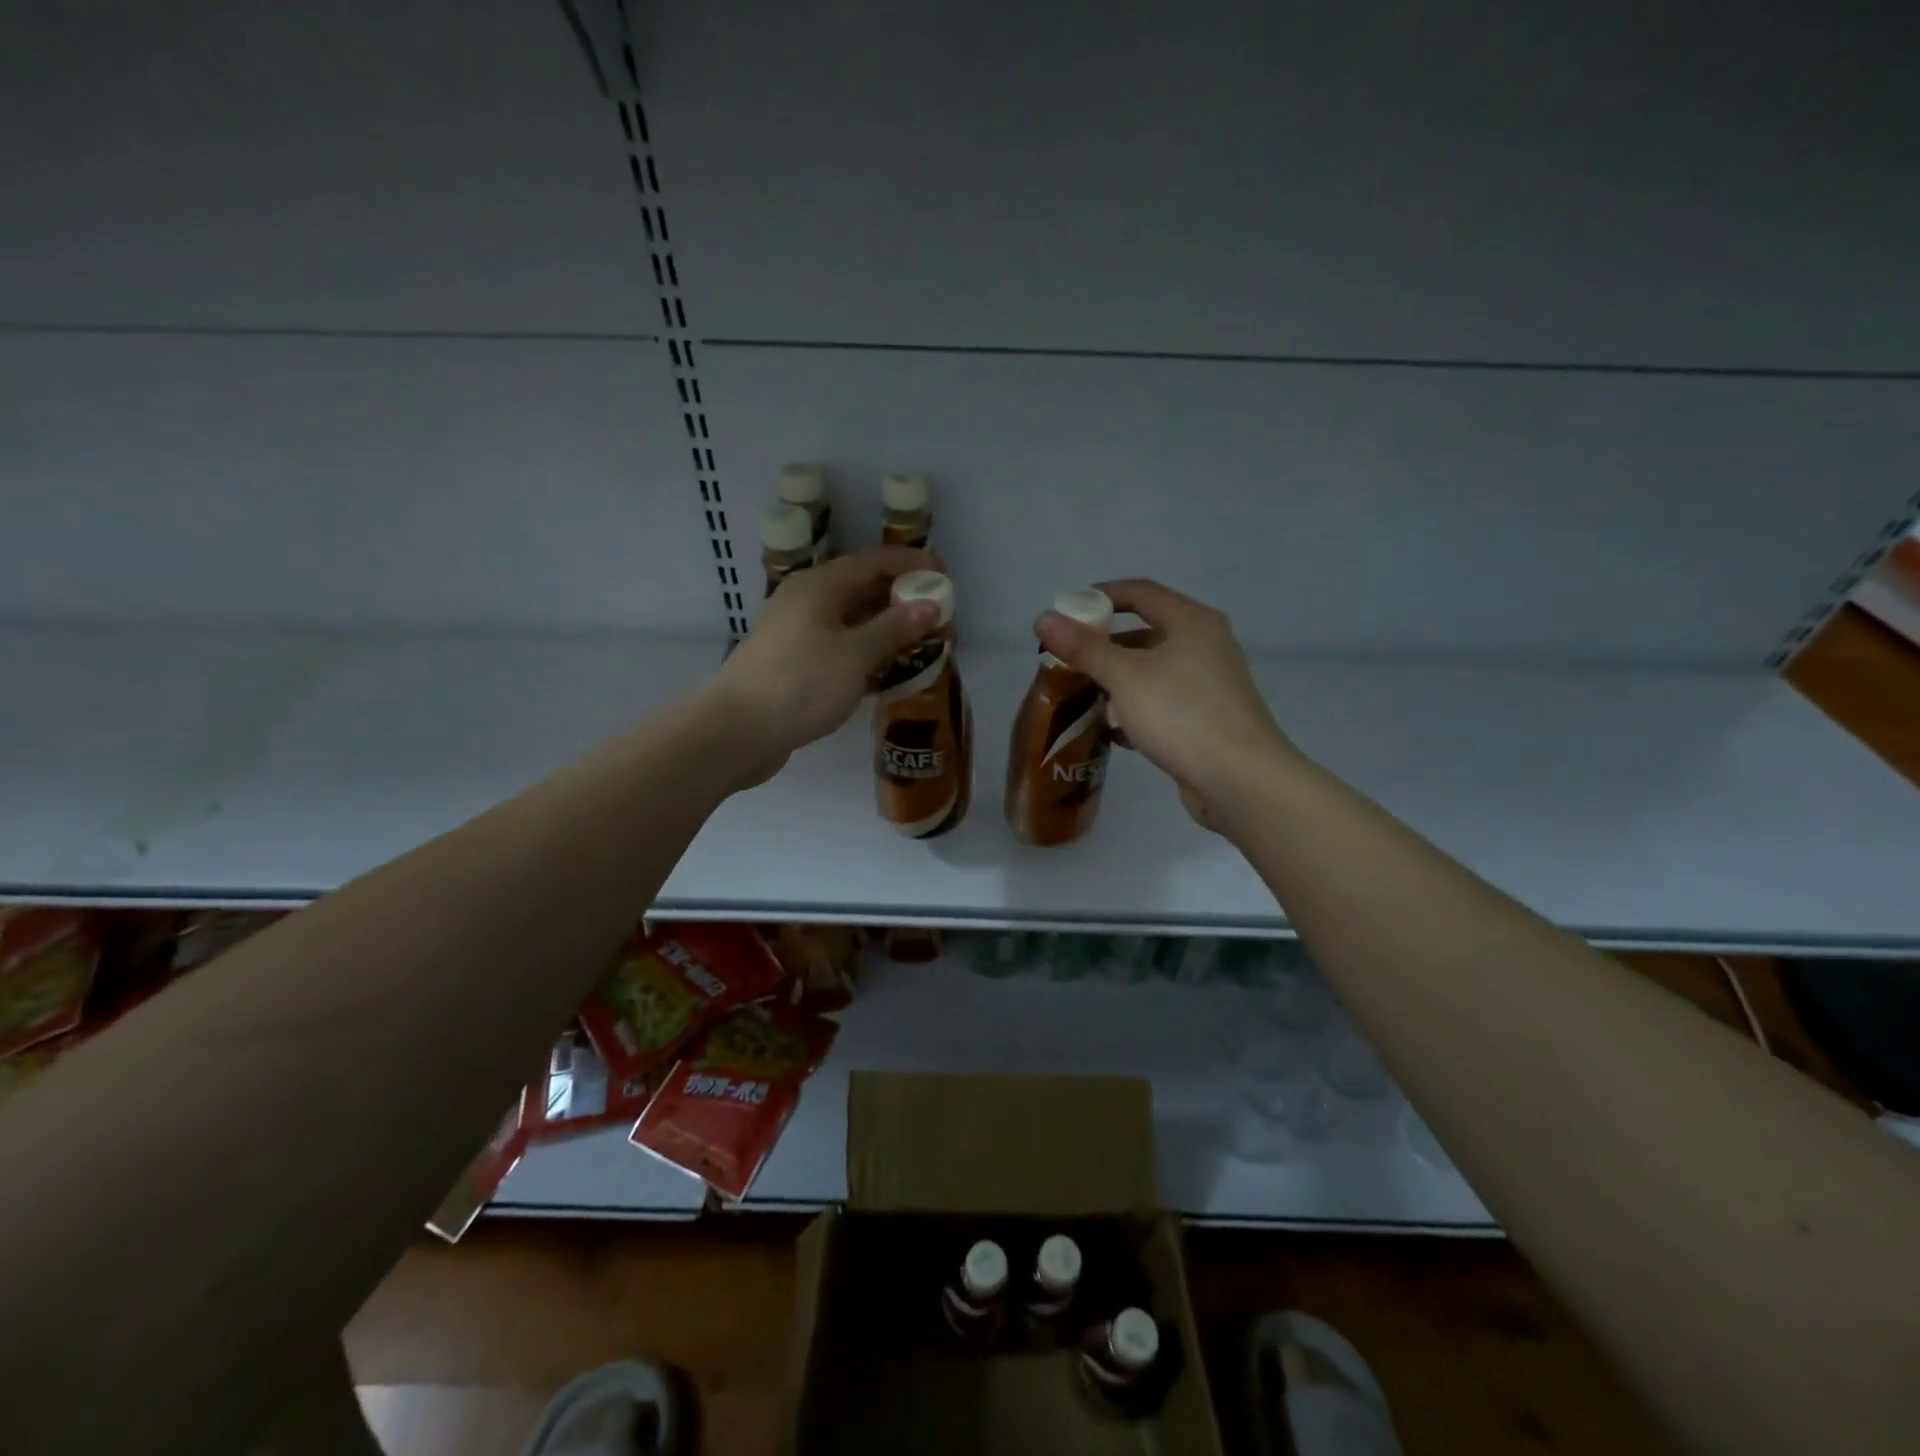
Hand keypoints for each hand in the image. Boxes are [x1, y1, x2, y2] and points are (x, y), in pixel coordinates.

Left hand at [705, 546, 940, 789]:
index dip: (909, 564)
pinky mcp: (796, 666)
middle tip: (939, 616)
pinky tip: (890, 675)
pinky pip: (841, 650)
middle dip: (902, 601)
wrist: (738, 731)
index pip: (872, 562)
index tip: (943, 573)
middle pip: (862, 591)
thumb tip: (930, 605)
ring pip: (852, 624)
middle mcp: (807, 603)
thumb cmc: (801, 683)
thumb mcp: (855, 654)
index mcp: (820, 587)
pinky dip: (868, 657)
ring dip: (887, 632)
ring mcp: (799, 636)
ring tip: (922, 645)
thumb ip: (894, 628)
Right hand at [1035, 579, 1298, 825]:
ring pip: (1152, 671)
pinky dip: (1137, 708)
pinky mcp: (1207, 716)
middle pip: (1144, 632)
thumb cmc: (1182, 716)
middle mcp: (1205, 644)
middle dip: (1104, 648)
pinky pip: (1163, 700)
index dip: (1099, 596)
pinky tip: (1117, 731)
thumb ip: (1084, 648)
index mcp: (1192, 622)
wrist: (1241, 780)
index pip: (1139, 592)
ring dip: (1118, 683)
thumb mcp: (1125, 678)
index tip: (1065, 614)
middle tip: (1068, 663)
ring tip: (1088, 701)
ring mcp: (1210, 682)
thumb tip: (1043, 619)